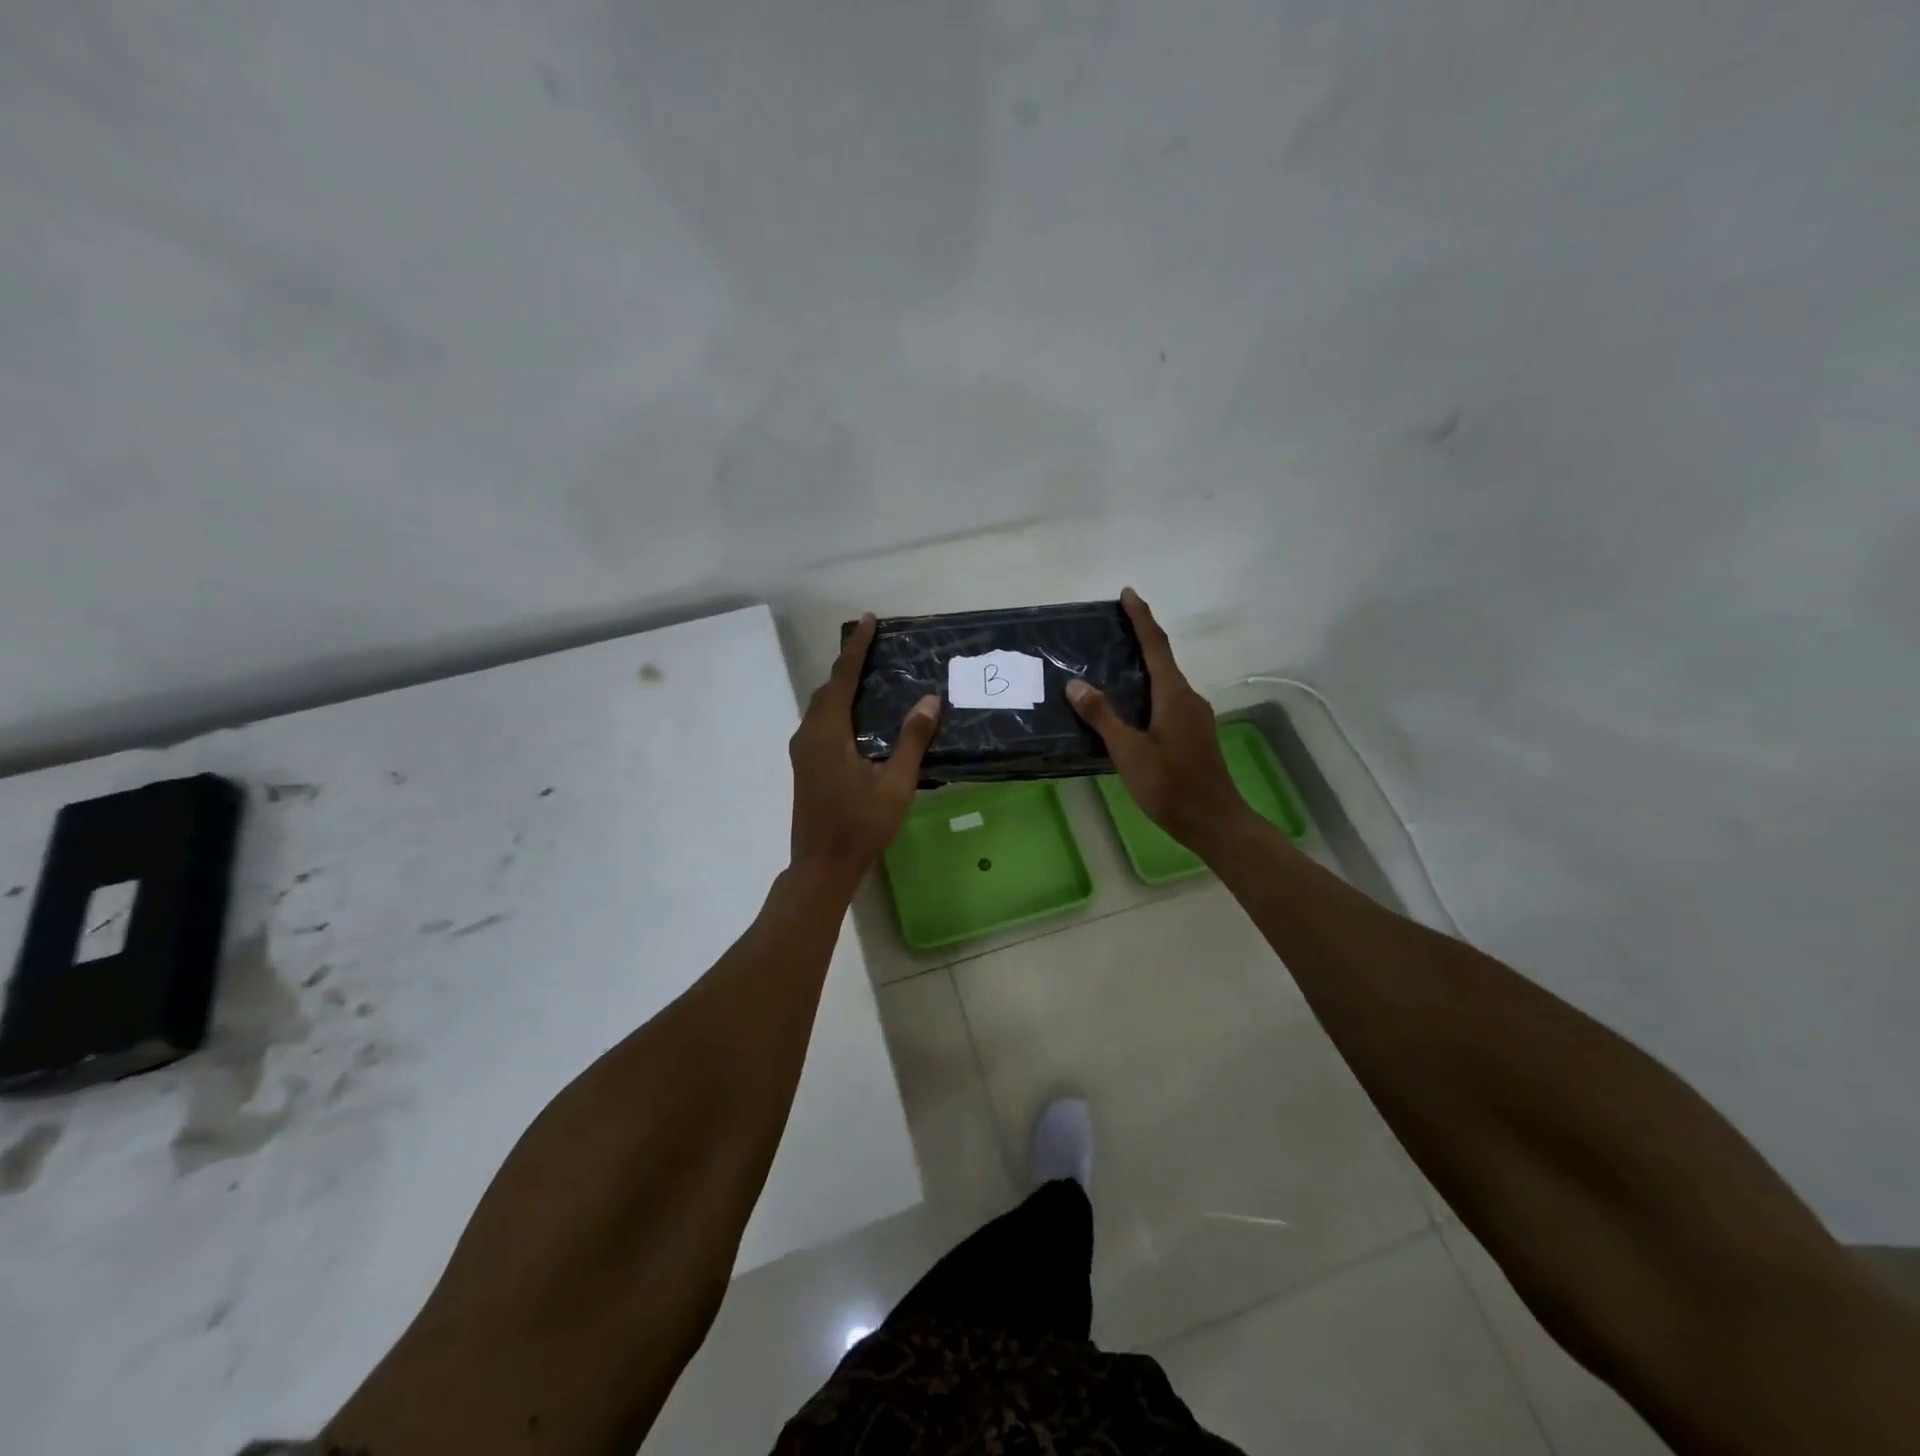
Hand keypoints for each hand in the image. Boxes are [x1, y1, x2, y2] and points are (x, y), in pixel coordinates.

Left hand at [789, 614, 940, 886]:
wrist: (822, 866)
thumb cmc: (860, 825)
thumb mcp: (895, 783)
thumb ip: (912, 740)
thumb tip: (930, 700)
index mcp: (827, 732)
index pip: (843, 677)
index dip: (857, 648)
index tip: (869, 620)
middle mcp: (809, 734)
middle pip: (828, 688)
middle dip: (849, 664)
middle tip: (877, 648)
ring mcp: (802, 752)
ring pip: (821, 707)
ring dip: (843, 687)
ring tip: (871, 677)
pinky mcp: (805, 766)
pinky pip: (821, 723)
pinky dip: (839, 708)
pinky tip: (860, 718)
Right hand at [1066, 588, 1252, 851]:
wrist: (1214, 820)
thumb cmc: (1170, 785)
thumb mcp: (1129, 751)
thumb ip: (1103, 716)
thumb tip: (1076, 684)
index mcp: (1174, 695)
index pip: (1156, 645)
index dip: (1141, 618)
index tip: (1128, 593)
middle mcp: (1188, 698)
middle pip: (1162, 659)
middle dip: (1140, 639)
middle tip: (1111, 627)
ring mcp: (1194, 716)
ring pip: (1165, 682)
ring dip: (1143, 667)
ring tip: (1112, 664)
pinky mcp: (1193, 734)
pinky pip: (1167, 700)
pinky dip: (1147, 691)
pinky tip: (1128, 706)